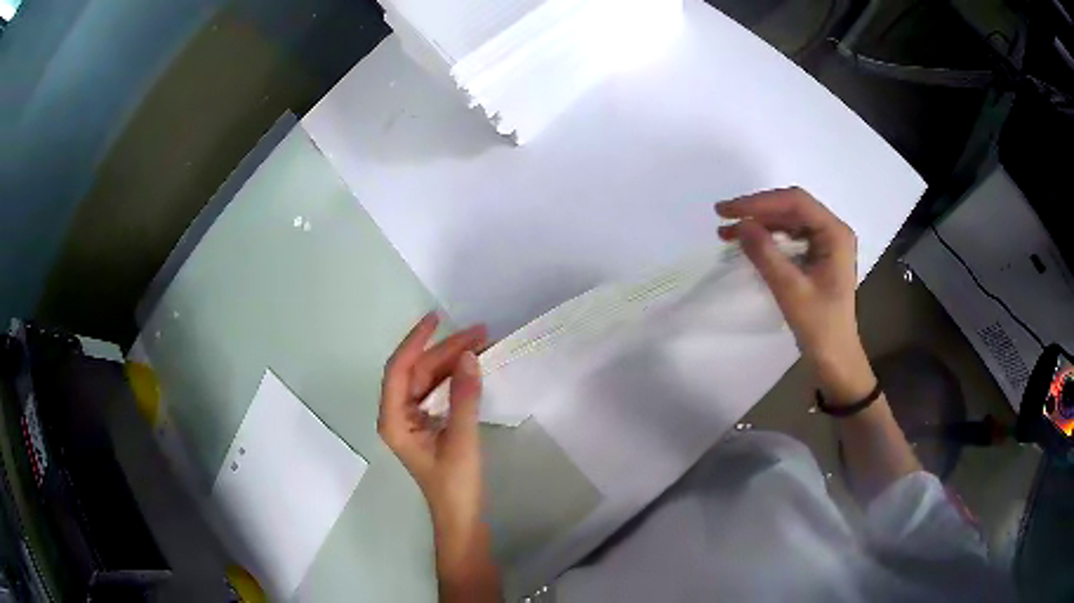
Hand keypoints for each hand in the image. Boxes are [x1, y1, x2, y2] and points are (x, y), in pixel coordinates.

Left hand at [377, 313, 487, 533]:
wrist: (461, 517)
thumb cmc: (455, 484)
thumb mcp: (461, 439)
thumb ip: (463, 397)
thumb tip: (469, 356)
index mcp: (394, 419)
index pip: (399, 369)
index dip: (415, 341)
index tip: (437, 319)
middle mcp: (399, 414)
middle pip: (417, 371)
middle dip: (445, 350)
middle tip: (479, 333)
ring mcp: (413, 419)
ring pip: (428, 379)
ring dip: (452, 360)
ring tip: (482, 343)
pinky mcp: (429, 424)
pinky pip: (438, 391)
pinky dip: (454, 377)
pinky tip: (472, 366)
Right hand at [716, 187, 874, 402]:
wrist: (835, 360)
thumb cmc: (820, 327)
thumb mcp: (791, 290)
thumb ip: (766, 254)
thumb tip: (740, 224)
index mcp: (835, 233)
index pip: (795, 203)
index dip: (759, 202)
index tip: (728, 211)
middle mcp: (832, 231)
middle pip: (791, 207)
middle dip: (757, 211)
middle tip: (723, 217)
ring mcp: (825, 244)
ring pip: (787, 221)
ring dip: (758, 224)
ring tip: (727, 232)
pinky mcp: (817, 257)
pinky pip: (789, 237)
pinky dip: (766, 238)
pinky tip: (747, 243)